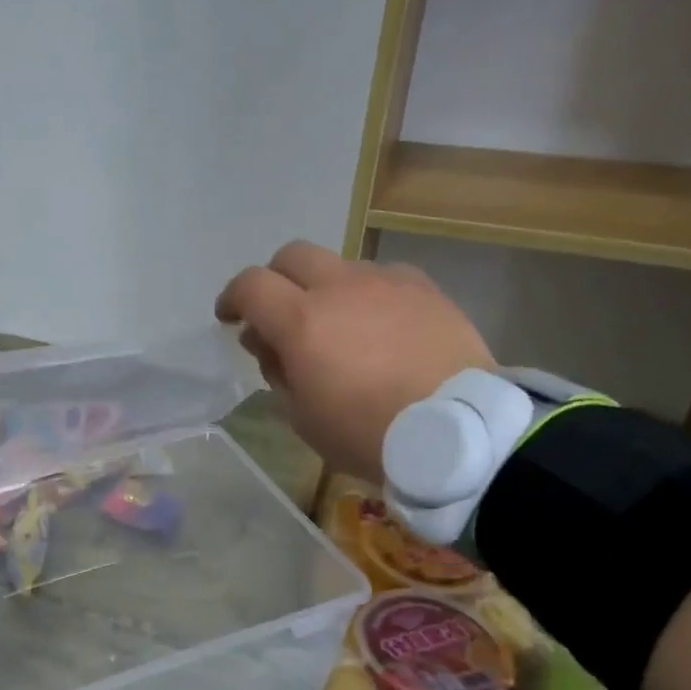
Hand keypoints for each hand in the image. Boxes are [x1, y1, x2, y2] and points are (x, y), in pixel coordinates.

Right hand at [215, 241, 493, 479]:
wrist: (460, 432)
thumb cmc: (368, 434)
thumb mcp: (303, 417)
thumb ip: (277, 371)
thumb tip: (267, 342)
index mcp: (301, 321)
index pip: (250, 285)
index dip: (232, 297)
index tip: (230, 318)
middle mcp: (340, 287)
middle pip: (292, 255)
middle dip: (274, 278)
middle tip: (278, 313)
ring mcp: (387, 282)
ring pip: (340, 265)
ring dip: (324, 288)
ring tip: (337, 326)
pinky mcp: (425, 289)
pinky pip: (383, 278)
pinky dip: (367, 295)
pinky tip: (379, 326)